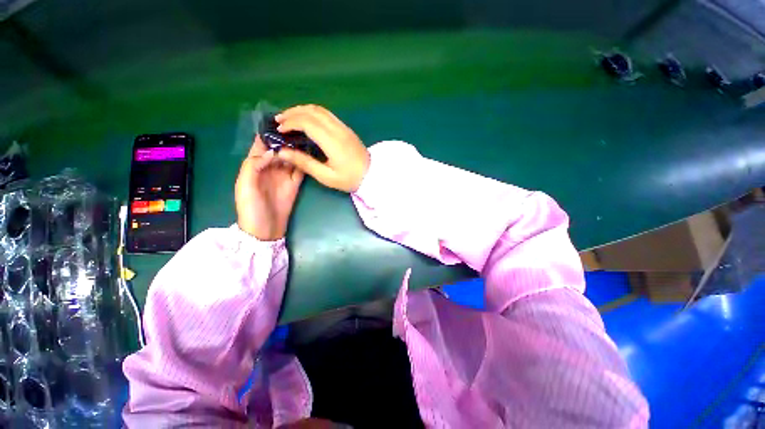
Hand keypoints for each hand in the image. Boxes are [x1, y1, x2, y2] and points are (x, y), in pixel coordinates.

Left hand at [235, 136, 303, 240]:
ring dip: (297, 150)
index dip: (268, 134)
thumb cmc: (250, 208)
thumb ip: (254, 165)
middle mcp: (270, 168)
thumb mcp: (244, 185)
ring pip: (291, 158)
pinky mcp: (295, 185)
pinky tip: (311, 155)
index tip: (280, 122)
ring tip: (308, 138)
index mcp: (254, 166)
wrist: (265, 229)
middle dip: (287, 139)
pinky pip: (300, 171)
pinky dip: (305, 163)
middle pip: (279, 149)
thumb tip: (274, 151)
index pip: (261, 145)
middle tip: (300, 128)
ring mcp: (284, 176)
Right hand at [274, 105, 369, 192]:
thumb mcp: (326, 176)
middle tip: (279, 121)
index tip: (279, 130)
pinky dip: (313, 113)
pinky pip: (327, 114)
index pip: (307, 122)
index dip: (290, 123)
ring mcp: (343, 127)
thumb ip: (304, 163)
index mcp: (332, 141)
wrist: (372, 175)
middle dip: (292, 113)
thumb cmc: (349, 178)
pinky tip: (307, 120)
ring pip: (320, 110)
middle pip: (312, 111)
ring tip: (289, 118)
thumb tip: (282, 152)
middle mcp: (337, 129)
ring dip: (302, 110)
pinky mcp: (346, 129)